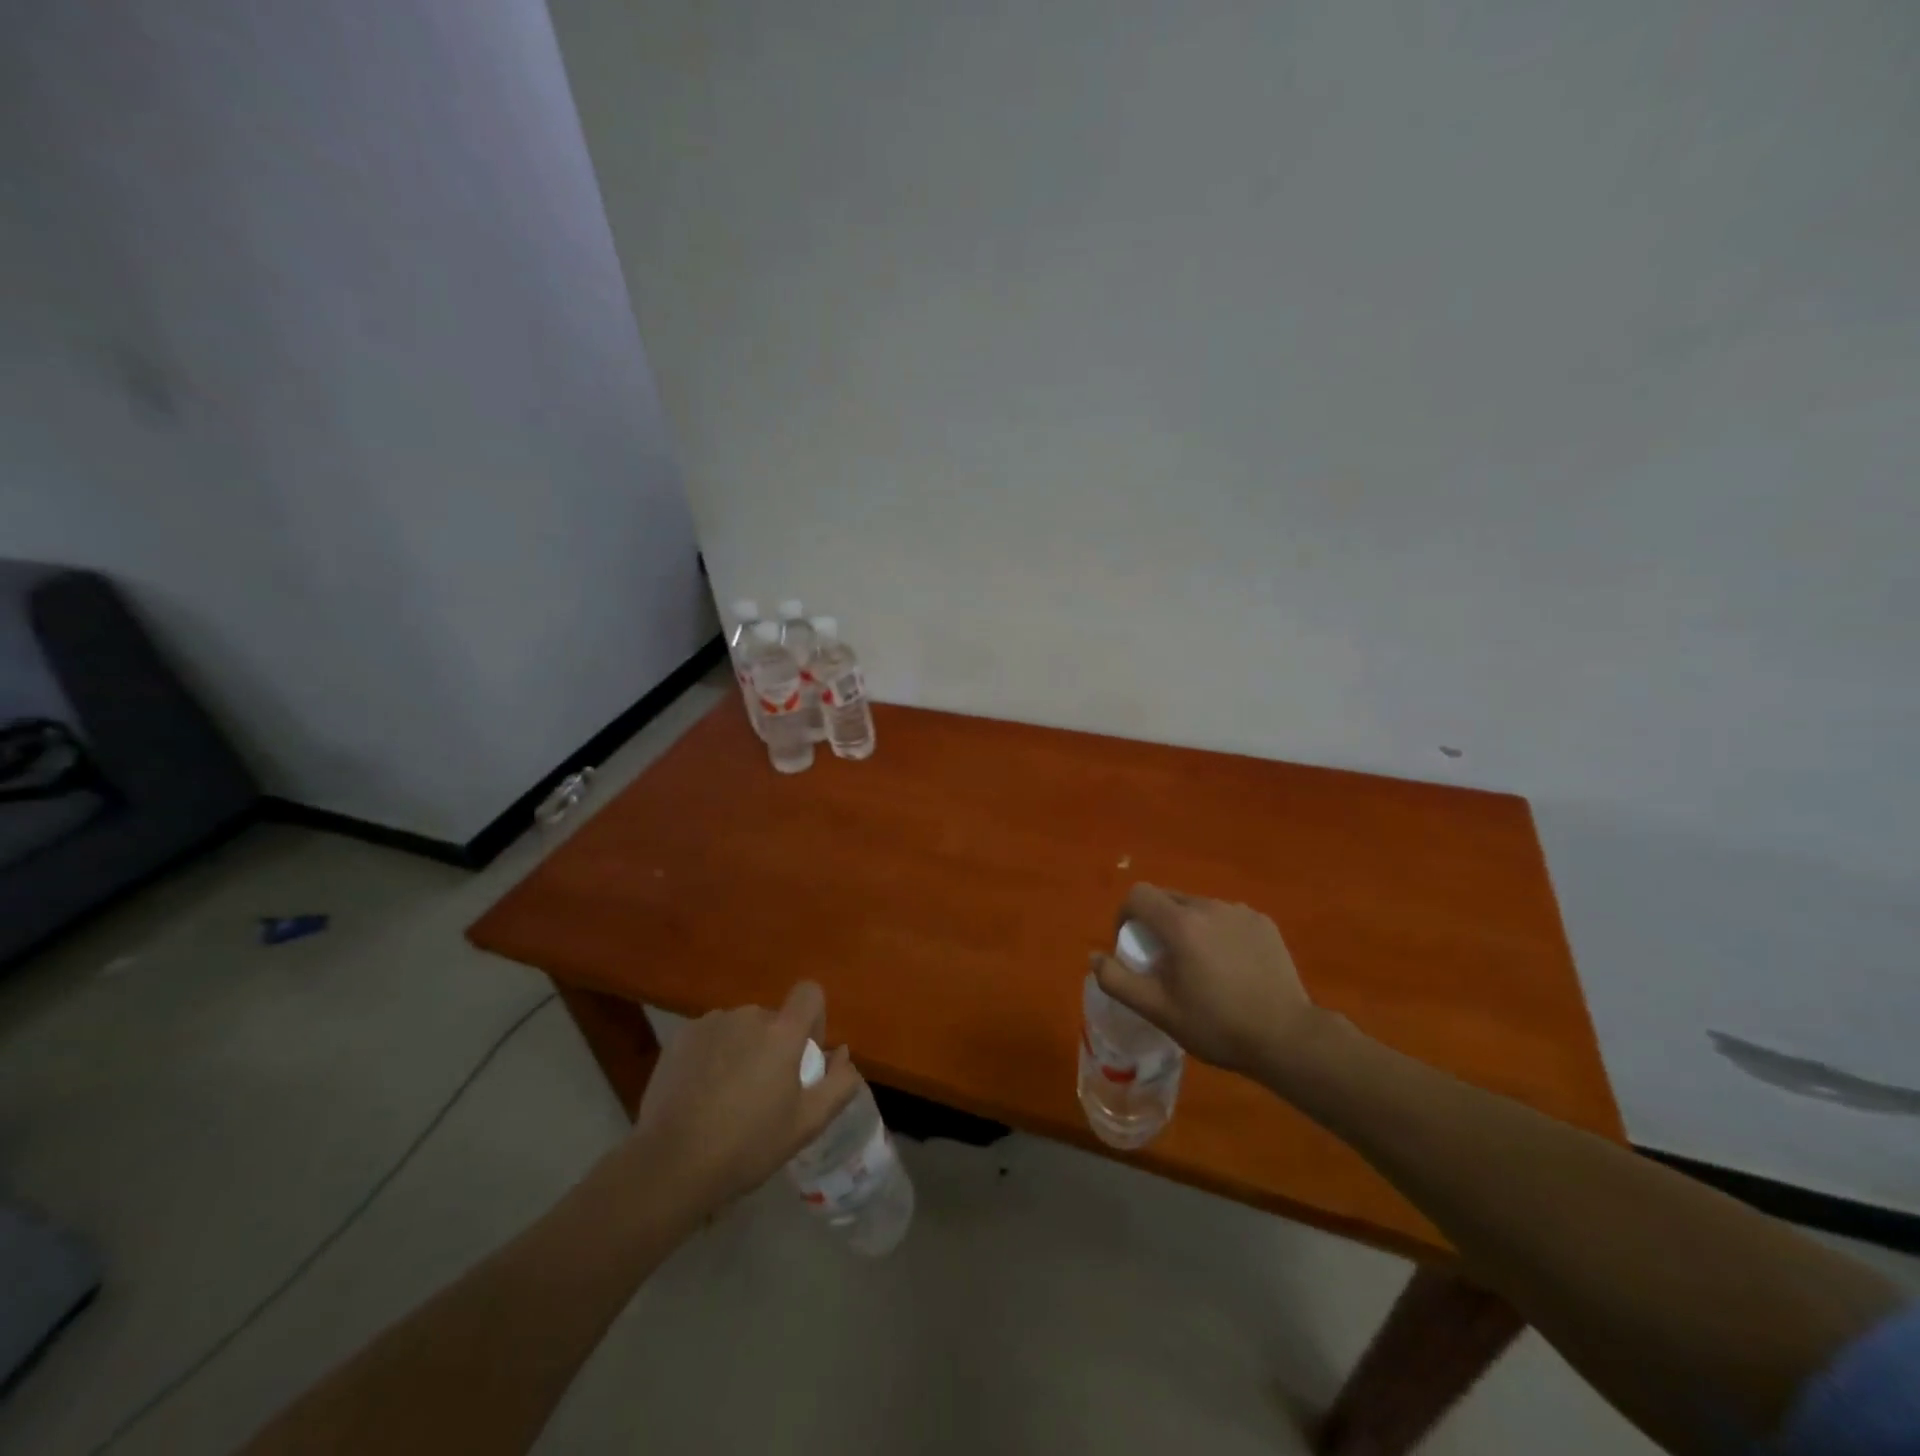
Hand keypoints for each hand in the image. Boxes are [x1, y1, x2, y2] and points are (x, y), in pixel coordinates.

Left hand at [627, 982, 862, 1213]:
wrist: (670, 1165)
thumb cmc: (747, 1146)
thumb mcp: (807, 1124)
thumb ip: (839, 1083)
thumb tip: (843, 1052)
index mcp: (782, 1032)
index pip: (809, 993)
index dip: (814, 1018)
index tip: (803, 1056)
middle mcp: (748, 1016)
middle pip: (773, 1018)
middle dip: (774, 1045)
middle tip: (762, 1092)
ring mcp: (711, 1023)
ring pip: (740, 1028)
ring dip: (743, 1049)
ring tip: (727, 1096)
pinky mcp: (680, 1037)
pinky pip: (710, 1036)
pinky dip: (713, 1056)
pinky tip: (700, 1094)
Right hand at [1092, 884, 1326, 1078]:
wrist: (1287, 1038)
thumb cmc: (1216, 1025)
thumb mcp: (1158, 1010)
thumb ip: (1118, 981)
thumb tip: (1095, 957)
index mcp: (1180, 923)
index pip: (1138, 895)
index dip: (1125, 915)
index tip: (1131, 945)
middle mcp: (1209, 906)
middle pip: (1168, 898)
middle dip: (1156, 922)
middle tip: (1163, 961)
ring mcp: (1240, 912)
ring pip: (1198, 908)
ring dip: (1187, 926)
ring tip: (1199, 966)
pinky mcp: (1263, 923)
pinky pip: (1226, 917)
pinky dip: (1217, 932)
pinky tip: (1230, 966)